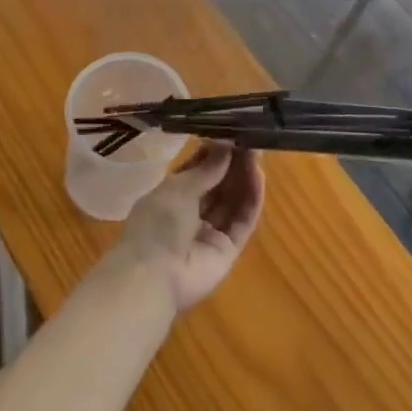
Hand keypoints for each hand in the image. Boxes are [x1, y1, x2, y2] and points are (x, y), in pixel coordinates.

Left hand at [110, 144, 264, 312]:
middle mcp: (192, 214)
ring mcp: (211, 233)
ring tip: (257, 153)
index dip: (215, 153)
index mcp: (171, 196)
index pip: (198, 170)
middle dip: (233, 163)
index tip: (232, 133)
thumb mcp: (178, 187)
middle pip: (219, 185)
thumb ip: (206, 168)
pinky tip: (259, 177)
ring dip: (245, 177)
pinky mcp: (228, 250)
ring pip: (233, 201)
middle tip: (250, 140)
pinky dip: (252, 199)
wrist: (152, 277)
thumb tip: (226, 145)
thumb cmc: (156, 224)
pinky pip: (242, 221)